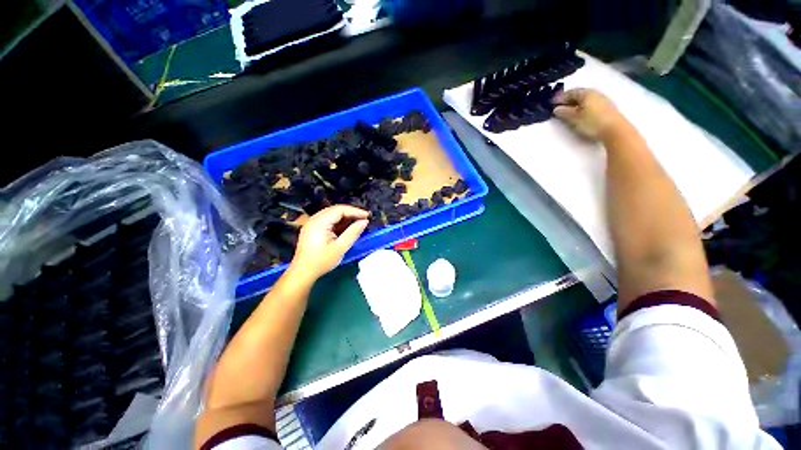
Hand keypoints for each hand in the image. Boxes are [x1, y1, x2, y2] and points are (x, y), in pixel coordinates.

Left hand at [290, 205, 368, 280]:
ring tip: (358, 223)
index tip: (367, 216)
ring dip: (346, 217)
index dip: (355, 211)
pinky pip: (328, 220)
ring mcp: (312, 223)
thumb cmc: (321, 262)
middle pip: (336, 210)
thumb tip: (364, 222)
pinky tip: (347, 228)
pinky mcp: (313, 228)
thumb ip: (353, 233)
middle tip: (364, 219)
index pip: (340, 210)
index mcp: (319, 222)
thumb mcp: (340, 248)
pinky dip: (339, 222)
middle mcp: (314, 219)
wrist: (303, 273)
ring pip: (332, 214)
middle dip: (351, 213)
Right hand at [552, 88, 624, 140]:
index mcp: (586, 93)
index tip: (551, 104)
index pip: (570, 92)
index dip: (560, 98)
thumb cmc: (592, 122)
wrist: (615, 130)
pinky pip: (591, 104)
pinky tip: (581, 115)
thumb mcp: (574, 118)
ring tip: (569, 113)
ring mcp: (603, 100)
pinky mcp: (607, 108)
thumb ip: (564, 113)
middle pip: (579, 95)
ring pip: (586, 100)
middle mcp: (595, 93)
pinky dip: (584, 108)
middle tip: (559, 108)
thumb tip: (556, 109)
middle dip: (568, 101)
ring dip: (576, 105)